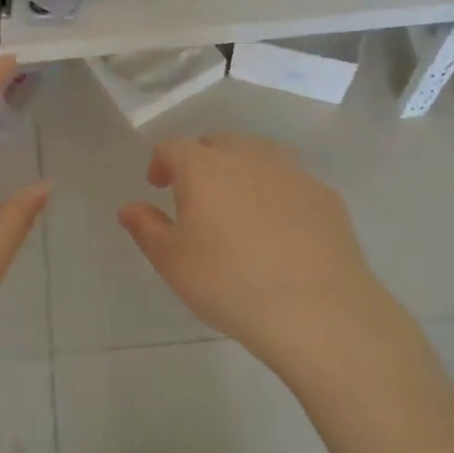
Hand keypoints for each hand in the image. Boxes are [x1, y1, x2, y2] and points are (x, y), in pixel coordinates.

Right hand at [118, 133, 389, 375]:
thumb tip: (129, 207)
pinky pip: (291, 183)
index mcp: (203, 166)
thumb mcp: (172, 261)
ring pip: (258, 157)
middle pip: (217, 144)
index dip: (161, 162)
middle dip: (201, 162)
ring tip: (239, 209)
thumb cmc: (227, 281)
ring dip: (241, 173)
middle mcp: (247, 156)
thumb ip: (146, 228)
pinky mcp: (325, 195)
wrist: (316, 309)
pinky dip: (277, 195)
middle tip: (197, 197)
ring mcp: (291, 171)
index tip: (158, 185)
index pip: (173, 147)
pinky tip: (280, 230)